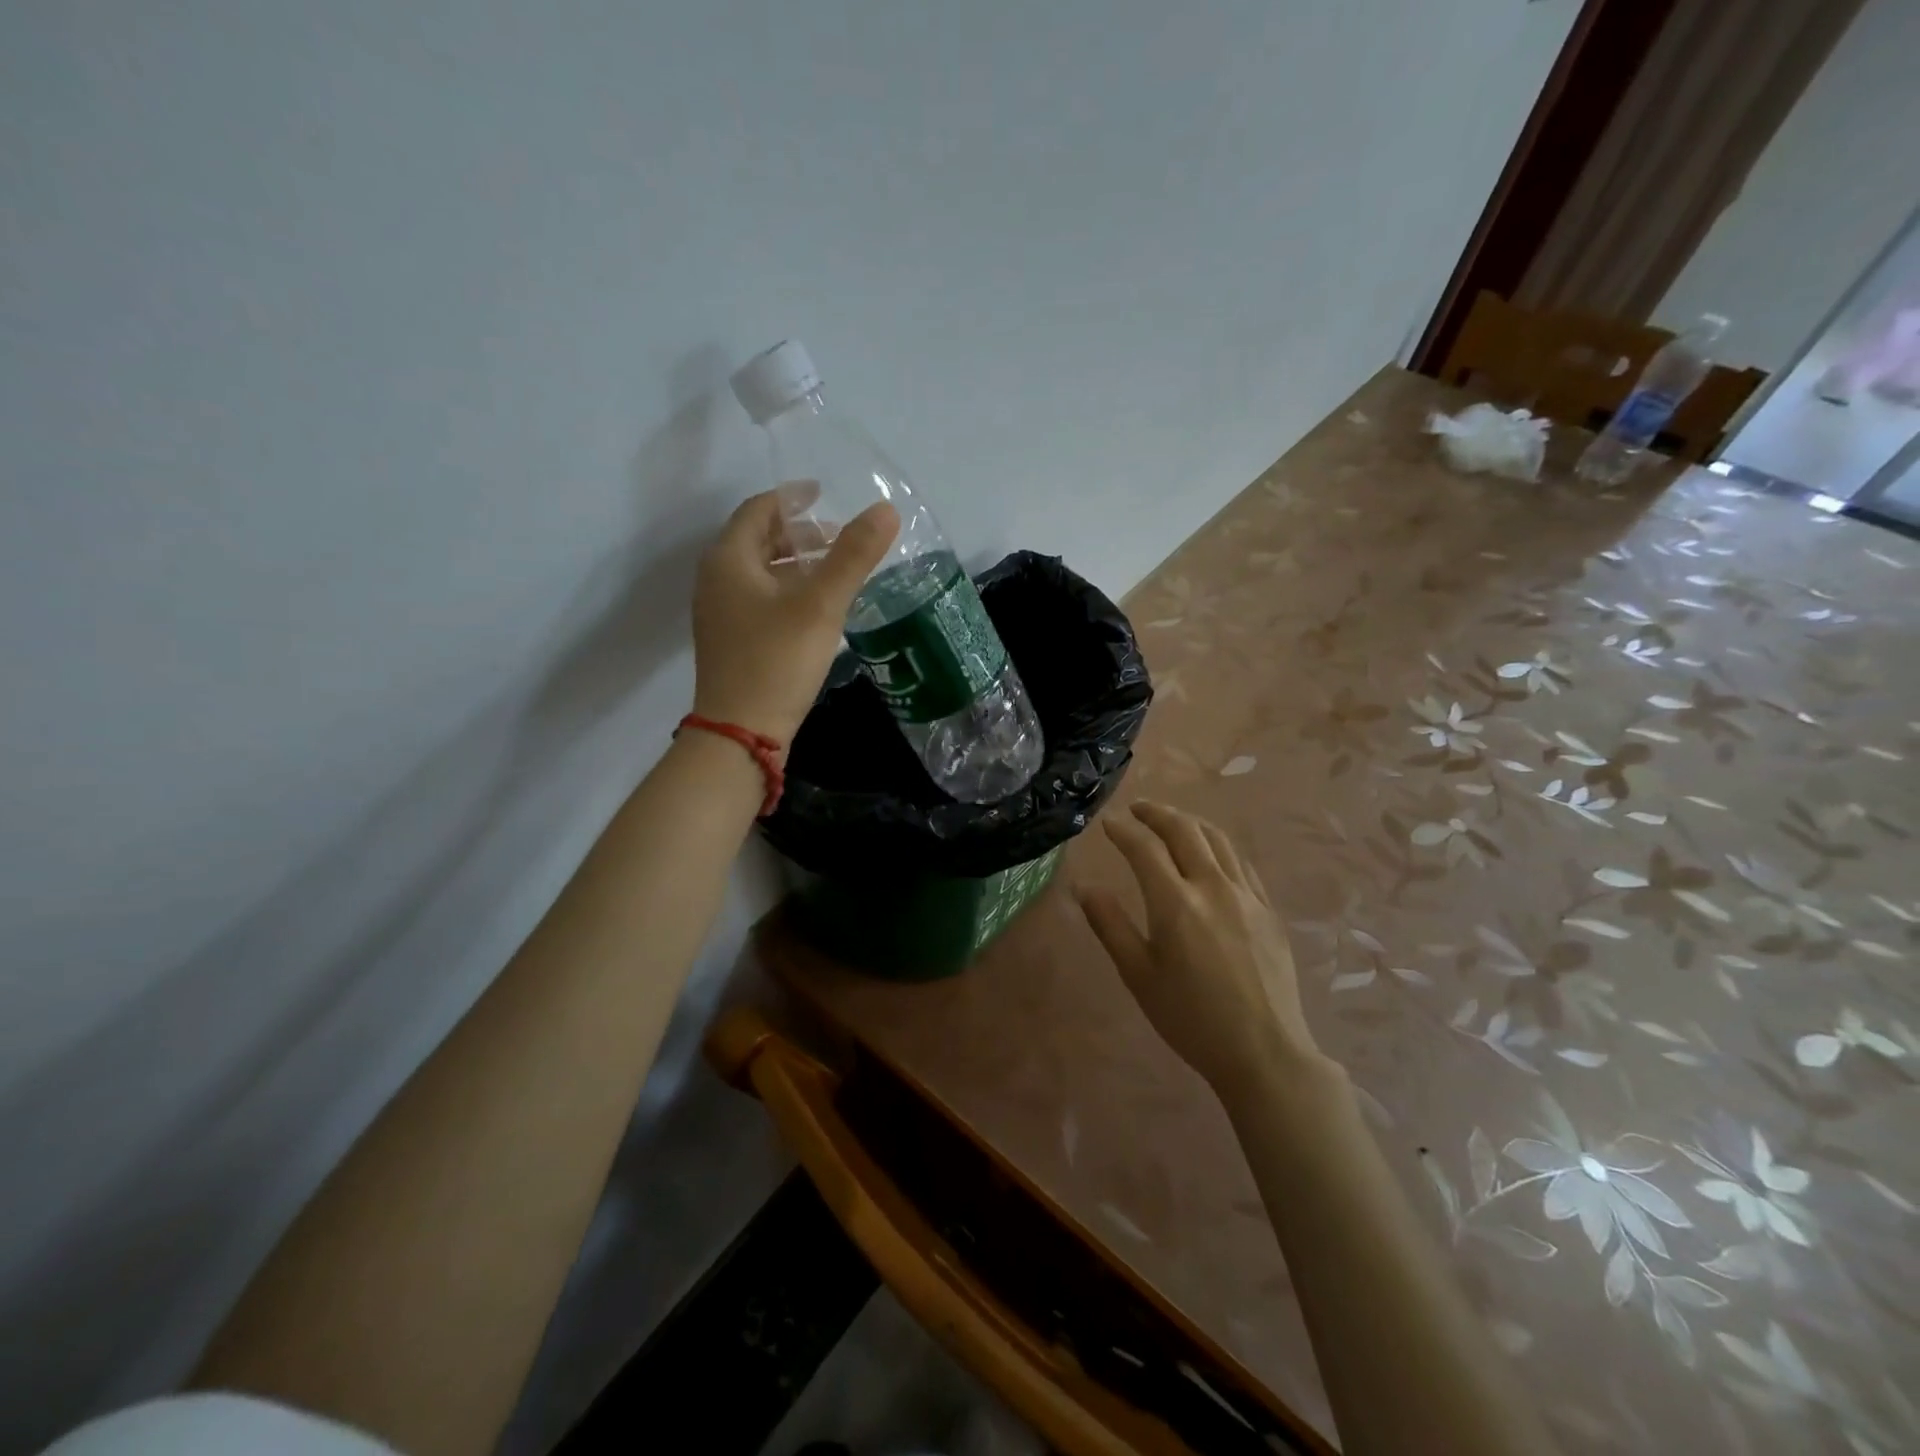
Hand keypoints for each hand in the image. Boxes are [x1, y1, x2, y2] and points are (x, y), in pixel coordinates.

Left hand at [691, 490, 898, 743]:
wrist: (741, 733)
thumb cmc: (777, 660)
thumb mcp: (820, 605)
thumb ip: (853, 556)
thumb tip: (885, 510)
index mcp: (729, 560)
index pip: (759, 510)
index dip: (792, 498)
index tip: (823, 493)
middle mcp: (717, 581)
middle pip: (758, 541)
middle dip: (799, 533)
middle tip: (839, 537)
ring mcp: (722, 614)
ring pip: (761, 573)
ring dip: (796, 564)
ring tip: (836, 570)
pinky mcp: (733, 642)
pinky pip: (761, 600)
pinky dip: (789, 591)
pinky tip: (819, 608)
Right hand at [1076, 802, 1335, 1100]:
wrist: (1264, 1051)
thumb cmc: (1191, 1018)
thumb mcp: (1139, 975)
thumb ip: (1110, 925)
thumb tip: (1083, 886)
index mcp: (1176, 903)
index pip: (1144, 848)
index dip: (1123, 830)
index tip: (1107, 824)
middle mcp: (1213, 887)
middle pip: (1184, 830)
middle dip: (1157, 813)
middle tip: (1137, 810)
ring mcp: (1246, 895)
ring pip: (1217, 839)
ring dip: (1189, 821)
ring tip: (1170, 820)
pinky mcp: (1268, 910)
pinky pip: (1241, 862)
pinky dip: (1218, 845)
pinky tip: (1210, 853)